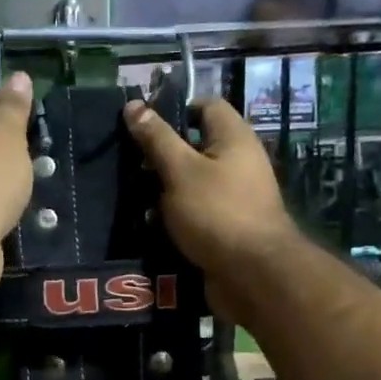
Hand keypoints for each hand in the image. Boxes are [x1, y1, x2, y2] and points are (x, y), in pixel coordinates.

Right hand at [124, 98, 295, 320]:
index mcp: (233, 138)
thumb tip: (133, 105)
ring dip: (163, 189)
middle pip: (194, 147)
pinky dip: (174, 216)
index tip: (141, 126)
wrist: (252, 275)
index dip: (174, 111)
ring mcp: (233, 197)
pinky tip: (149, 224)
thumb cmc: (216, 212)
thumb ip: (156, 139)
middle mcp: (238, 162)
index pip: (205, 107)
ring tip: (132, 195)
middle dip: (161, 155)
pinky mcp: (225, 227)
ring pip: (191, 182)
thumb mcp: (180, 170)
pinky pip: (195, 212)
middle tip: (128, 164)